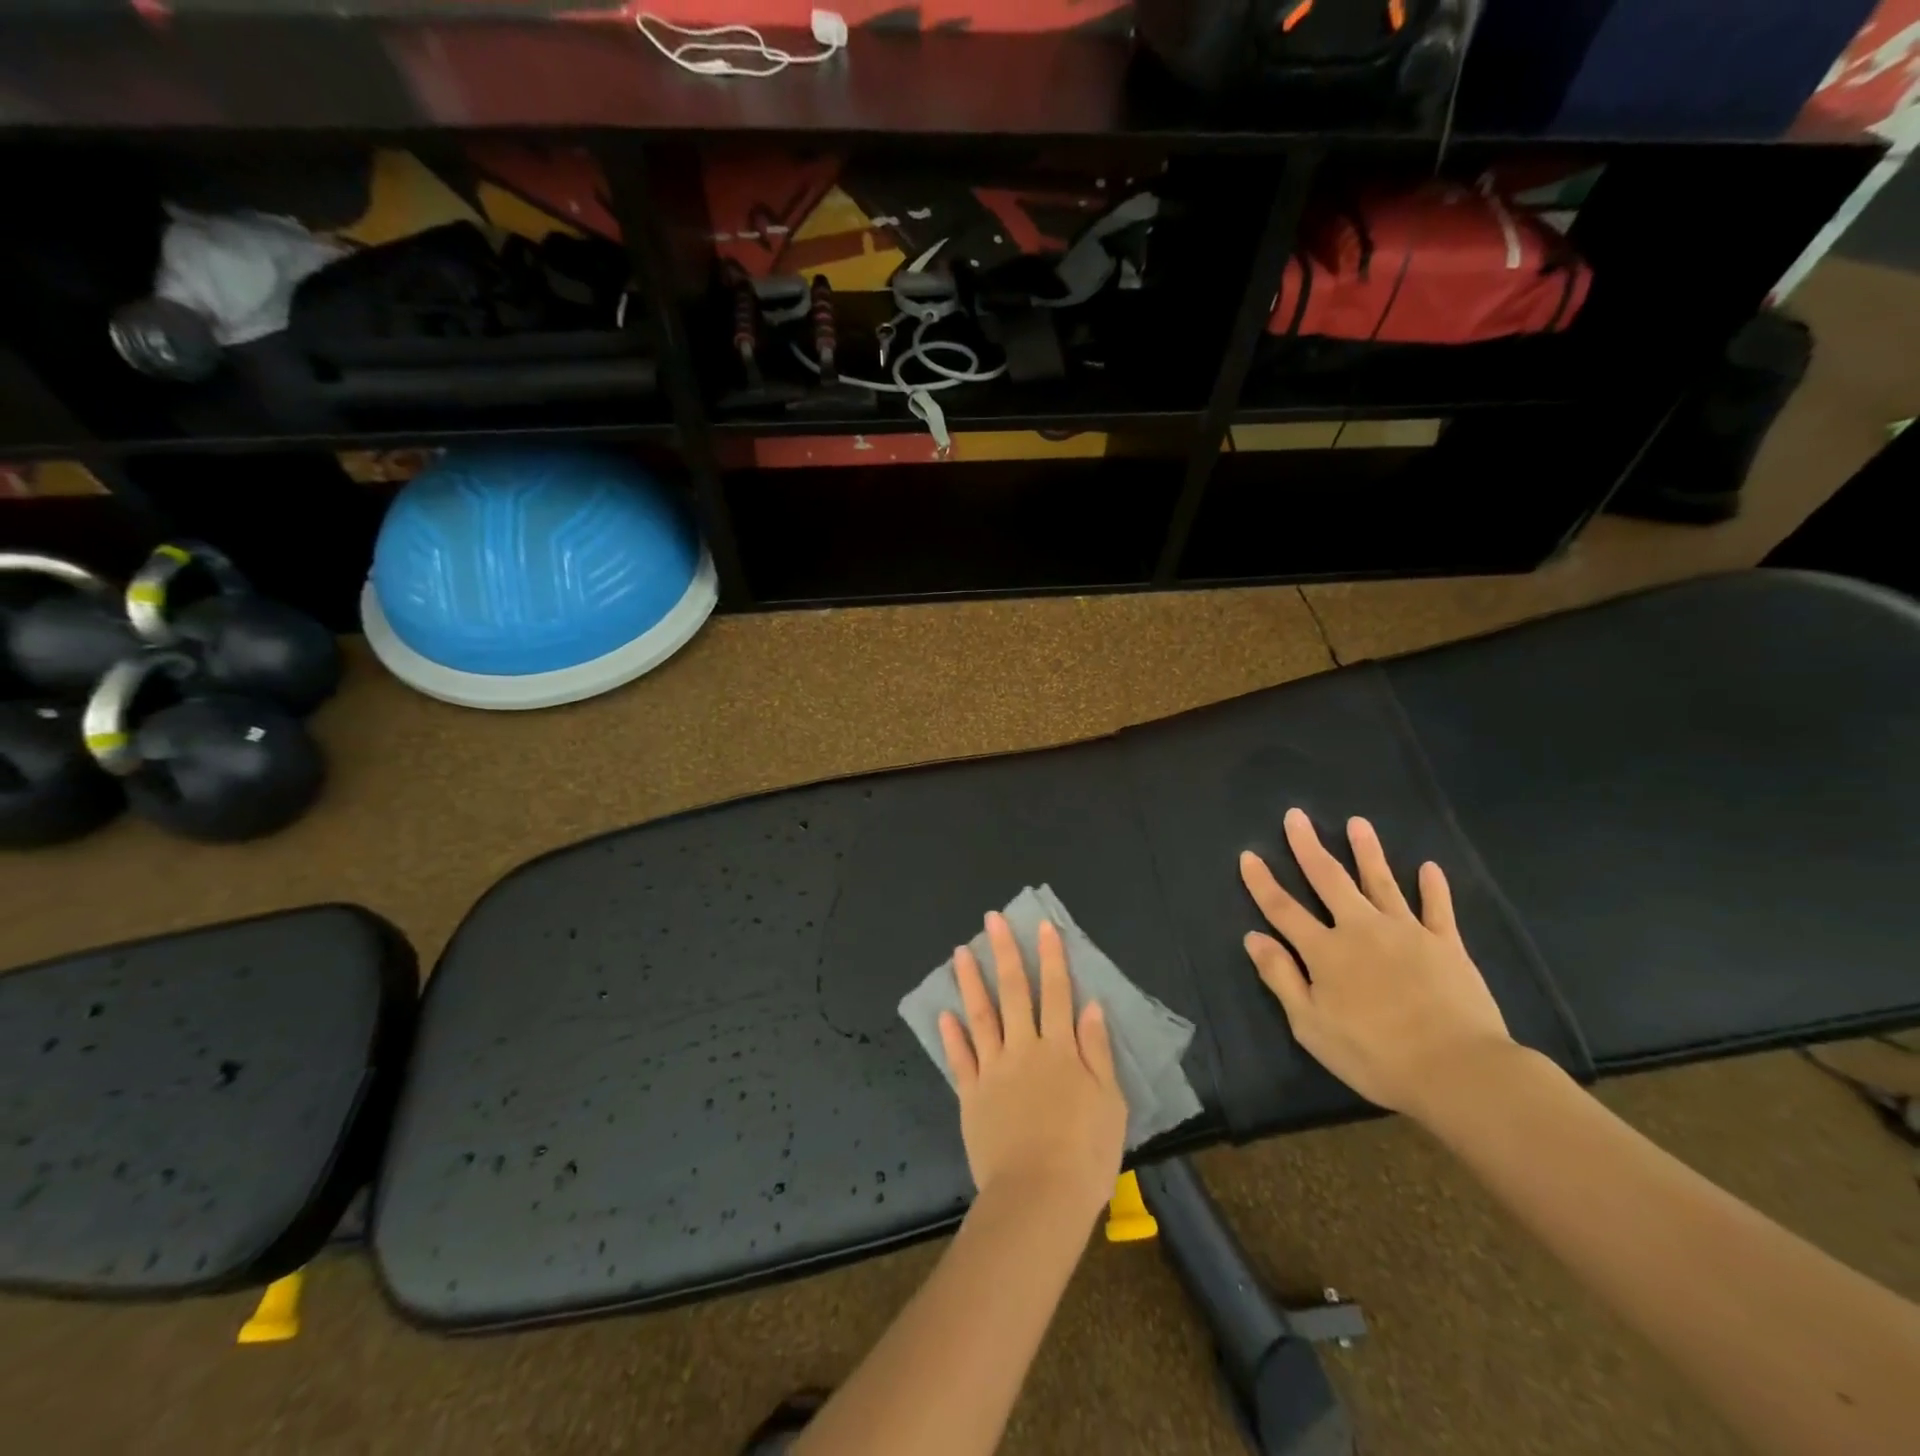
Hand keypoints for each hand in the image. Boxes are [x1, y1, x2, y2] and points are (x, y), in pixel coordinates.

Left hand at [938, 913, 1127, 1222]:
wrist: (1039, 1199)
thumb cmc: (1085, 1154)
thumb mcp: (1110, 1102)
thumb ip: (1096, 1051)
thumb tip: (1090, 1005)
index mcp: (1060, 1049)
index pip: (1056, 992)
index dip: (1051, 957)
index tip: (1041, 926)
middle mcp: (1024, 1049)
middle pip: (1013, 992)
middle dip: (1004, 952)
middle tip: (991, 919)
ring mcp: (993, 1071)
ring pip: (980, 1016)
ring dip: (970, 981)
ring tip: (960, 952)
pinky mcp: (971, 1096)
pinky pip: (960, 1059)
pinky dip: (952, 1036)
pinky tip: (944, 1014)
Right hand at [1240, 809, 1514, 1118]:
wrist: (1457, 1070)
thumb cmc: (1374, 1054)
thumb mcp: (1311, 1025)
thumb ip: (1281, 977)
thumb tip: (1254, 937)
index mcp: (1325, 951)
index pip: (1283, 909)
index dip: (1262, 882)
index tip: (1248, 855)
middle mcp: (1361, 929)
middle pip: (1329, 880)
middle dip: (1309, 847)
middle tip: (1296, 816)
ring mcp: (1407, 932)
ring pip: (1381, 882)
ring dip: (1367, 851)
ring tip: (1357, 823)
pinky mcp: (1447, 945)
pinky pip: (1438, 909)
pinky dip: (1433, 887)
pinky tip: (1428, 867)